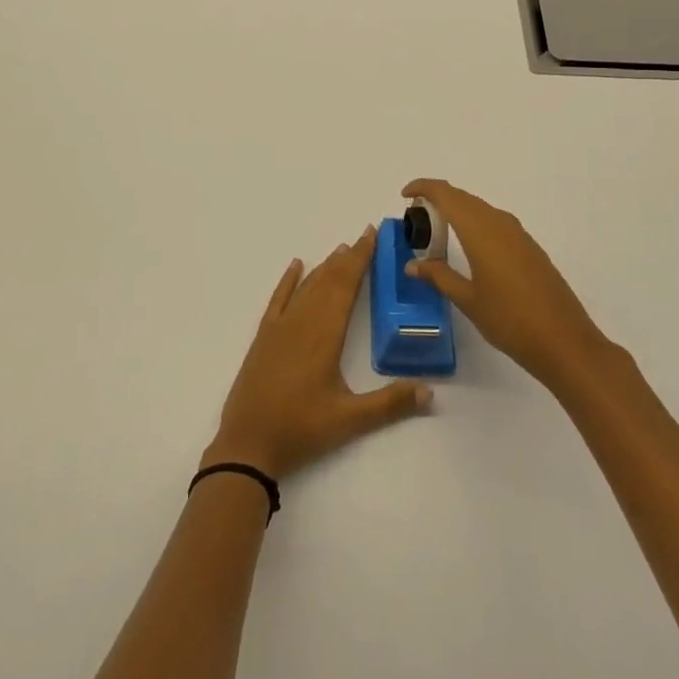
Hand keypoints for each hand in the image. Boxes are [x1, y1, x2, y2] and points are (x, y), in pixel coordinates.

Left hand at [204, 228, 430, 480]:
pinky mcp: (264, 337)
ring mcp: (280, 327)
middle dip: (348, 257)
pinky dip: (288, 280)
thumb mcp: (350, 420)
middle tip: (365, 236)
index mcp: (325, 334)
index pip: (346, 286)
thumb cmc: (301, 429)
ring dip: (325, 266)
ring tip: (342, 250)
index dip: (361, 259)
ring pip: (307, 286)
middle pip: (329, 280)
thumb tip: (430, 391)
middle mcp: (302, 321)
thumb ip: (390, 404)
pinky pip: (278, 299)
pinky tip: (296, 265)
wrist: (248, 443)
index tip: (372, 235)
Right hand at [402, 179, 610, 391]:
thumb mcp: (468, 300)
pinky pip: (495, 221)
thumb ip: (439, 276)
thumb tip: (412, 265)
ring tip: (439, 230)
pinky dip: (475, 223)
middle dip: (438, 199)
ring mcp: (518, 234)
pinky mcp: (530, 247)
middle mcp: (499, 222)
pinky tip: (470, 246)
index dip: (423, 187)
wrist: (565, 342)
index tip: (404, 195)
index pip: (446, 194)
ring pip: (480, 208)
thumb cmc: (510, 320)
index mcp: (480, 230)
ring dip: (458, 210)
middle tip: (417, 217)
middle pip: (463, 197)